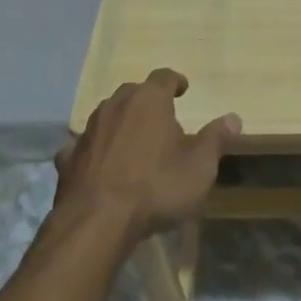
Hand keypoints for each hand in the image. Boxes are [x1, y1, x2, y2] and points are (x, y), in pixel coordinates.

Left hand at [56, 69, 238, 244]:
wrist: (97, 223)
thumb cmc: (157, 186)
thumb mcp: (200, 165)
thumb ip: (216, 138)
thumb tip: (233, 118)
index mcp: (149, 100)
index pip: (164, 77)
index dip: (176, 81)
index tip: (184, 89)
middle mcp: (115, 105)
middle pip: (133, 93)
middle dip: (147, 101)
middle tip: (161, 117)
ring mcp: (88, 131)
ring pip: (107, 116)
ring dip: (120, 123)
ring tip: (133, 141)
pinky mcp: (68, 160)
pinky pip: (84, 147)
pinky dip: (94, 151)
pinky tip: (99, 165)